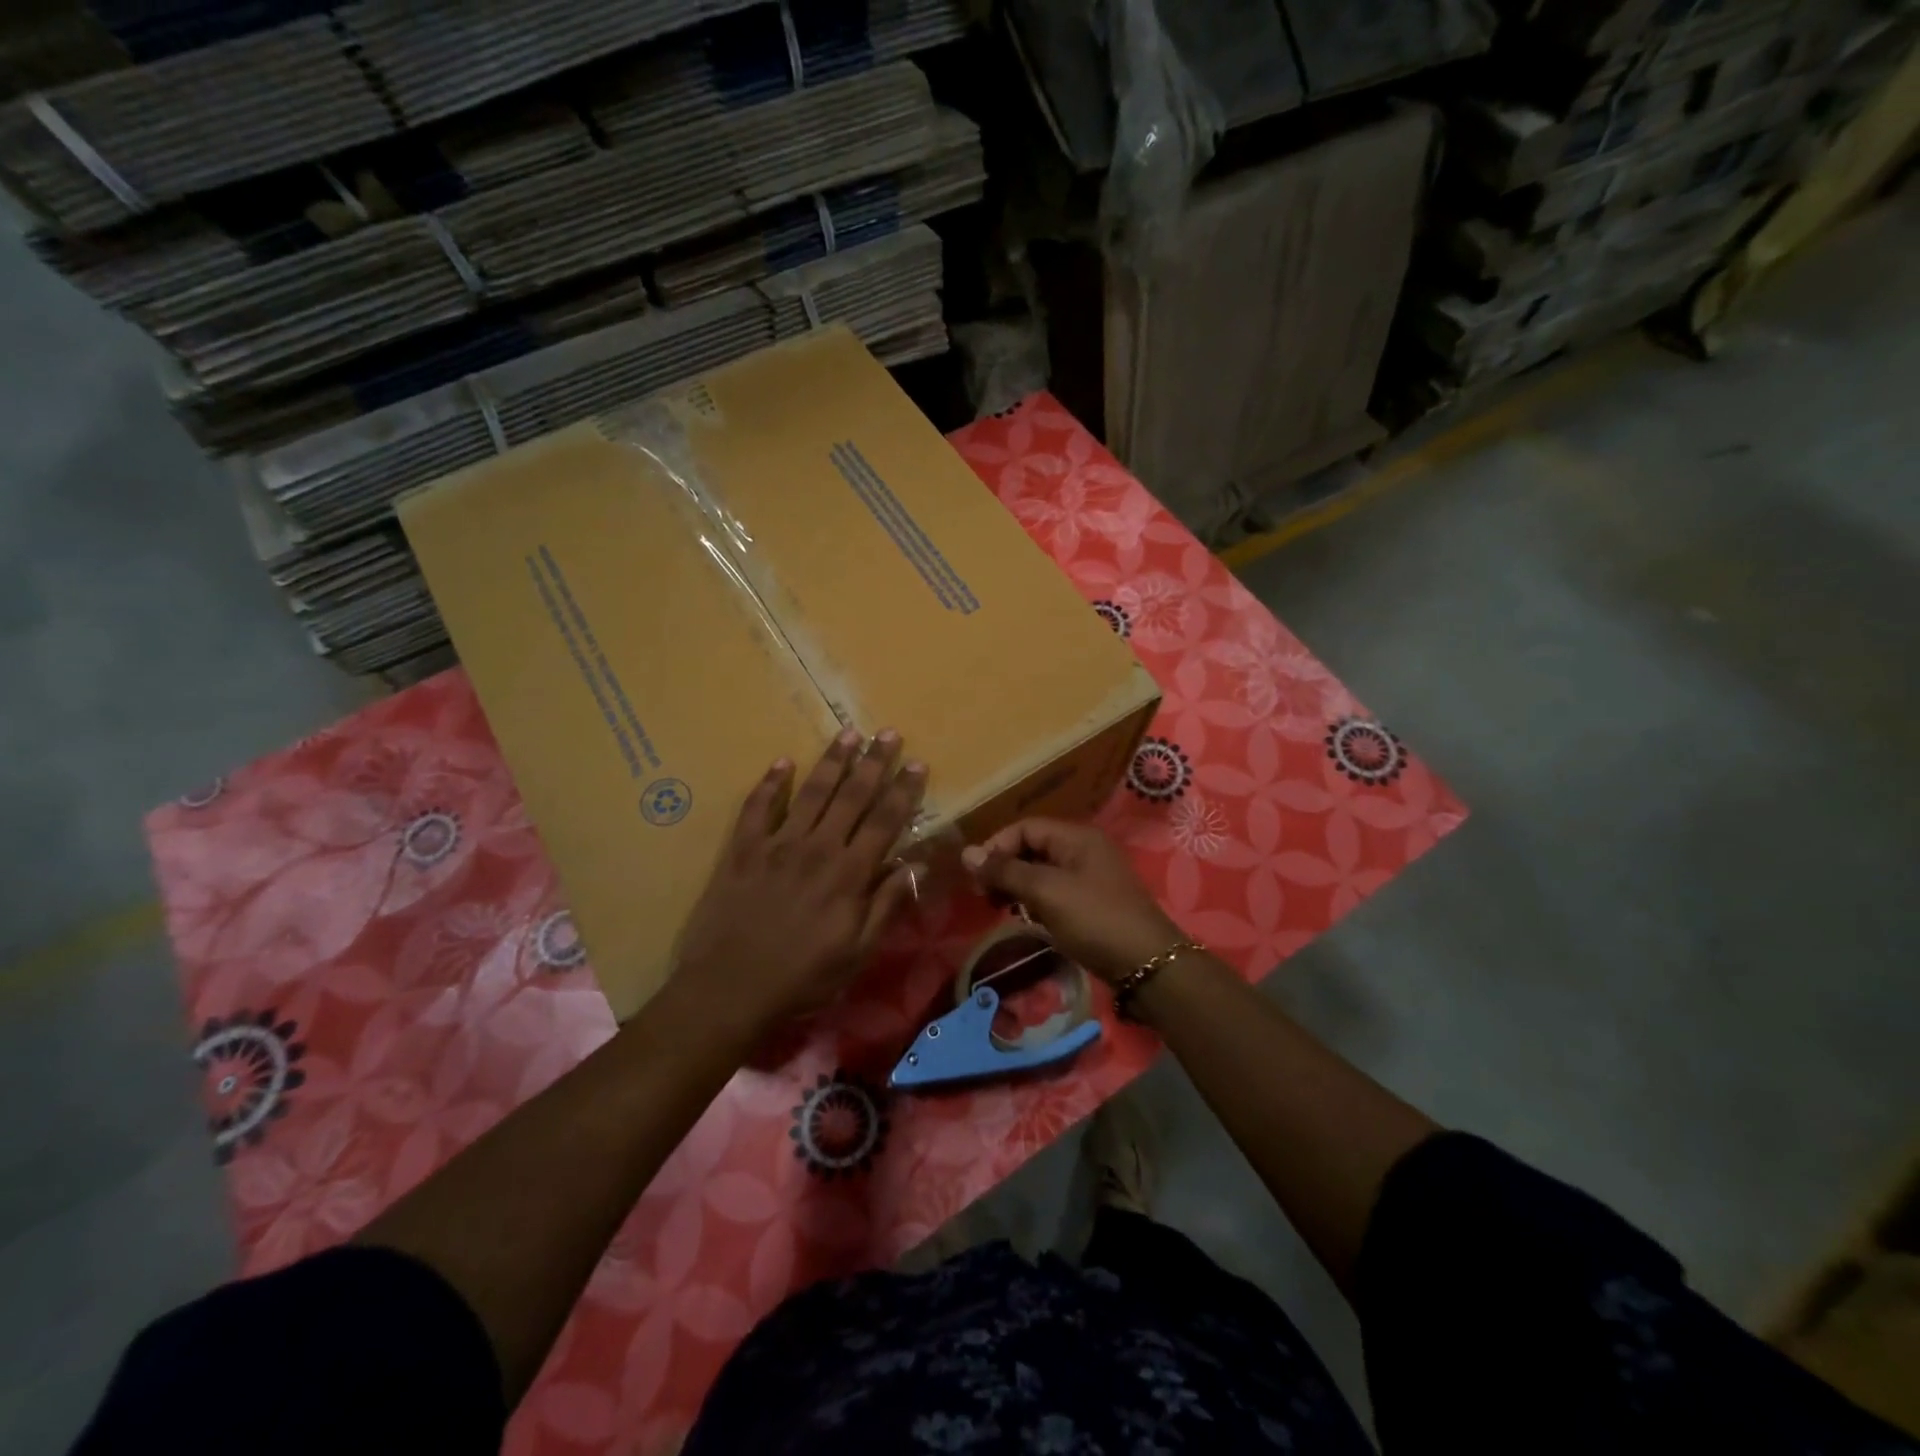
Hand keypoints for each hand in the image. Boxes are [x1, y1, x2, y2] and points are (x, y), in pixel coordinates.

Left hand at [673, 728, 924, 1032]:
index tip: (917, 763)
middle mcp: (817, 848)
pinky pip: (757, 807)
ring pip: (811, 792)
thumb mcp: (857, 953)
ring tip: (848, 733)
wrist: (729, 989)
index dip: (903, 790)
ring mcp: (777, 845)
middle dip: (873, 762)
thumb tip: (918, 865)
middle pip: (851, 796)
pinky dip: (770, 783)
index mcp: (849, 874)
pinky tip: (781, 762)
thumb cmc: (802, 977)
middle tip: (888, 732)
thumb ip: (887, 905)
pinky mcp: (742, 850)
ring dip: (831, 761)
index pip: (885, 821)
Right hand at [961, 819, 1184, 984]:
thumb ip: (1006, 871)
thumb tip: (966, 853)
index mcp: (1077, 837)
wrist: (1147, 965)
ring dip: (1017, 886)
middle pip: (1032, 848)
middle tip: (983, 895)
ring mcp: (1090, 878)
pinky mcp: (1092, 904)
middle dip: (1004, 867)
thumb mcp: (1047, 892)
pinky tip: (1026, 919)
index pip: (1025, 827)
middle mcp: (1084, 850)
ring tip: (1000, 908)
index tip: (976, 876)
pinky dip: (1035, 901)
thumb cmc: (1095, 920)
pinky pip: (1054, 892)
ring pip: (1041, 872)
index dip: (996, 847)